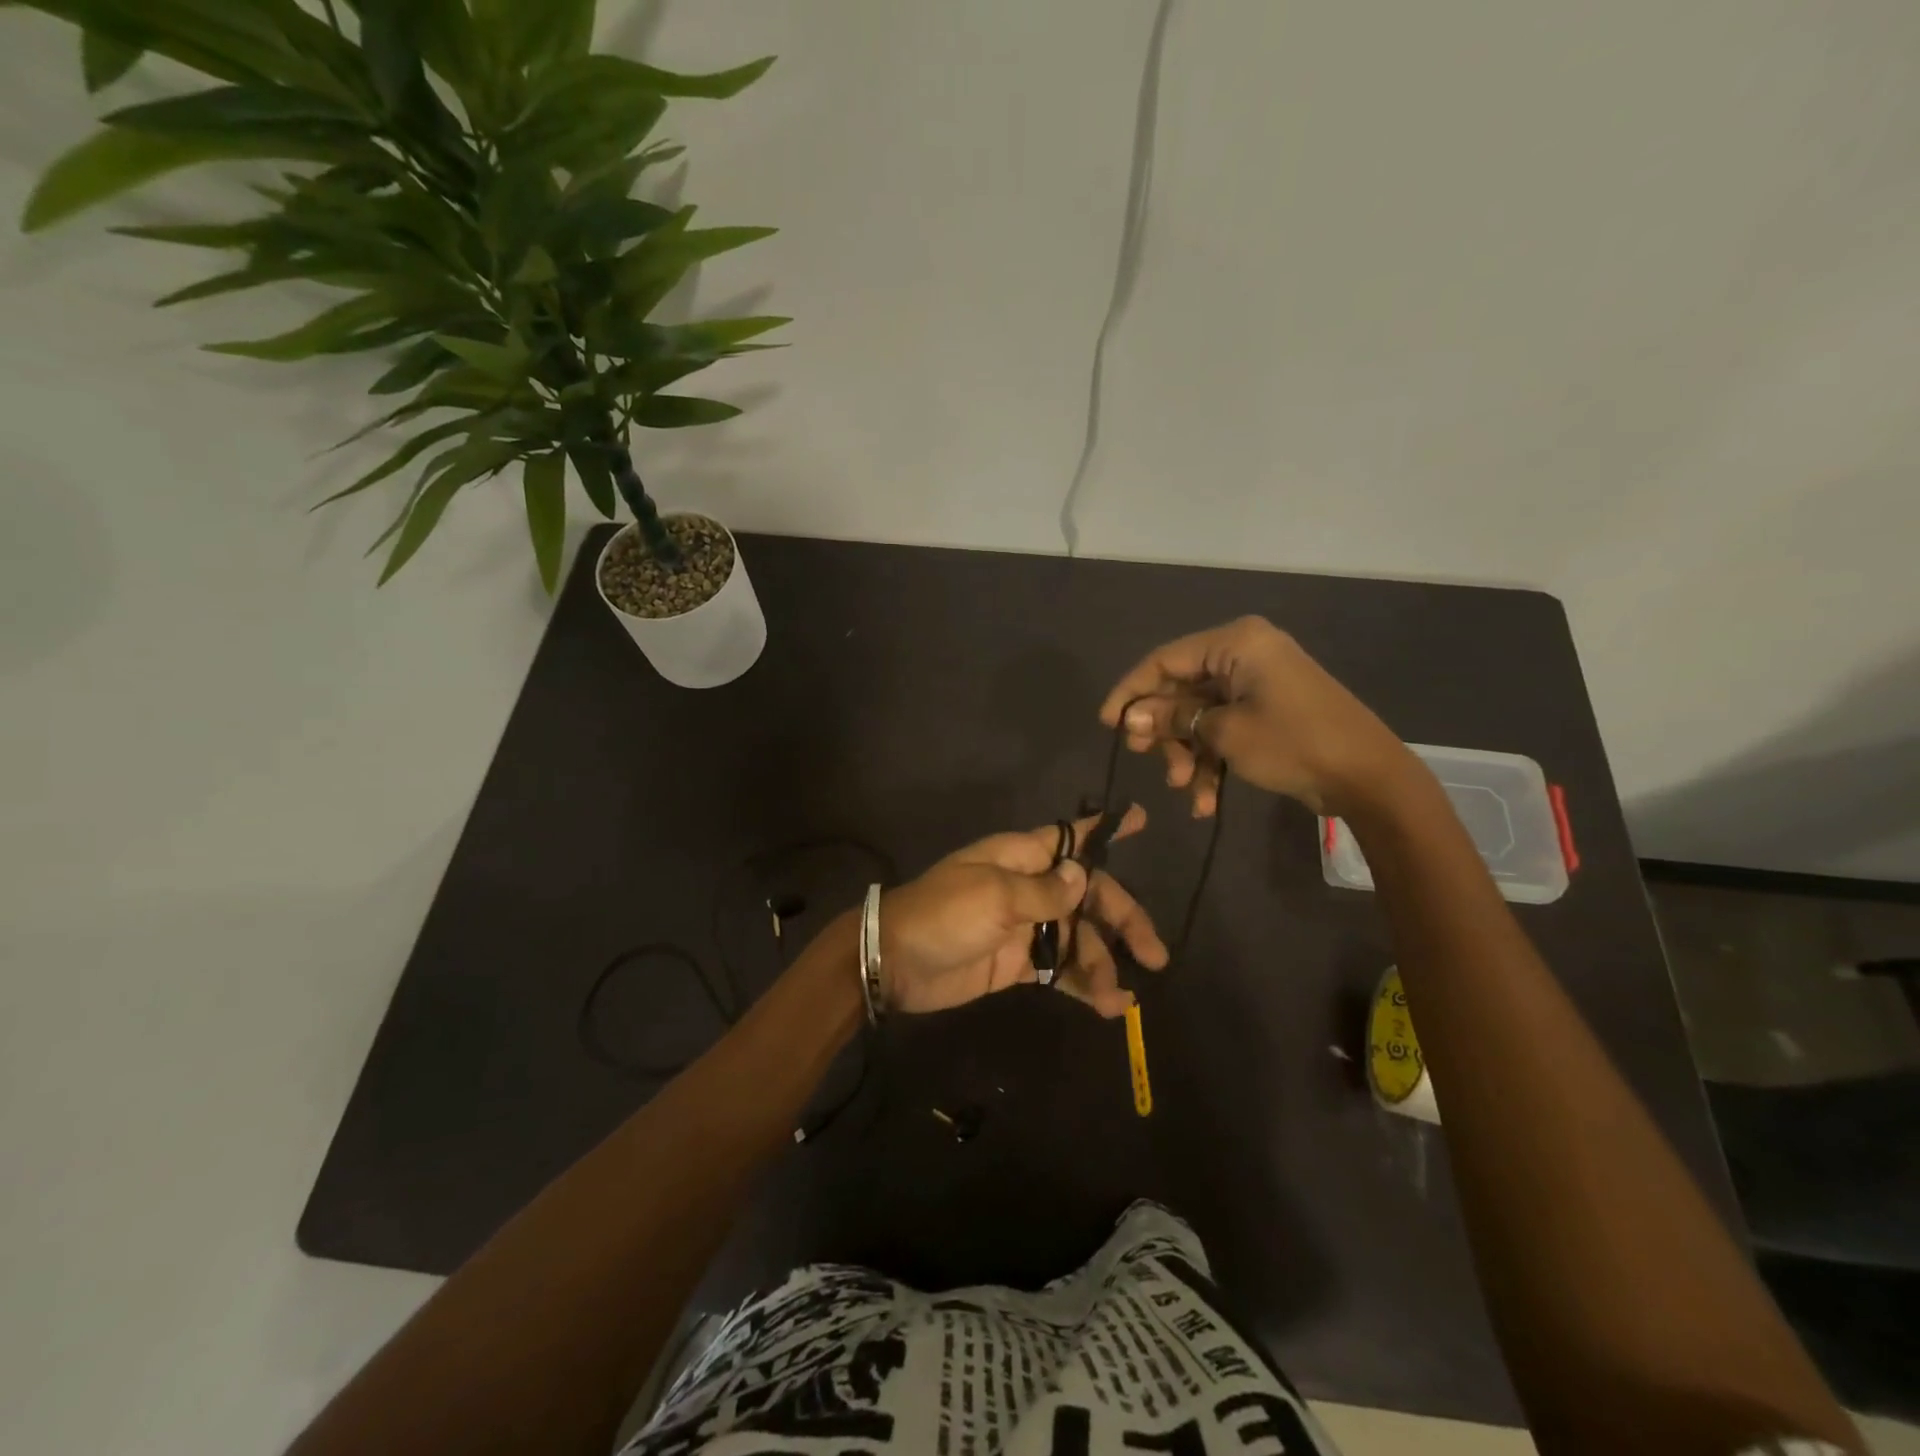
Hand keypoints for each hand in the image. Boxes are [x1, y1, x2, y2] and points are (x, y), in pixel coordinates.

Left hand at [880, 806, 1168, 1017]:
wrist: (897, 962)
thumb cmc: (945, 915)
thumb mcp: (996, 896)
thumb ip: (1045, 891)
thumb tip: (1083, 875)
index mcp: (1022, 858)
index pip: (1071, 837)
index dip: (1104, 830)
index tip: (1141, 820)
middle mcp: (1030, 887)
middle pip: (1090, 897)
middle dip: (1123, 921)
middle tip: (1156, 954)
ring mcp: (1027, 927)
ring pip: (1080, 939)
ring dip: (1104, 965)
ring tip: (1121, 998)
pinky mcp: (1020, 964)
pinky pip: (1062, 970)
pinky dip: (1085, 985)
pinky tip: (1110, 1006)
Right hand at [1099, 616, 1413, 817]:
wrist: (1369, 777)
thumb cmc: (1293, 743)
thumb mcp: (1224, 732)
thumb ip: (1173, 719)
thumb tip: (1130, 718)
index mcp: (1235, 643)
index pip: (1164, 660)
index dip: (1131, 692)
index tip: (1107, 724)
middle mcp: (1243, 655)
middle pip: (1181, 689)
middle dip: (1165, 731)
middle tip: (1147, 760)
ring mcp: (1256, 684)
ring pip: (1200, 715)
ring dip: (1188, 754)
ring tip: (1184, 789)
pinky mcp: (1266, 711)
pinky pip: (1224, 729)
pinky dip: (1212, 760)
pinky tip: (1205, 800)